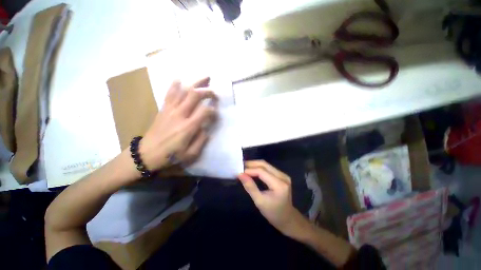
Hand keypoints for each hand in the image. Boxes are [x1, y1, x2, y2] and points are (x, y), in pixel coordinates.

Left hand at [139, 77, 217, 170]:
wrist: (146, 154)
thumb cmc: (170, 156)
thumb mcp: (190, 154)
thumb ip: (201, 141)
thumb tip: (206, 129)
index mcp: (188, 127)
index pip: (205, 111)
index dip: (213, 110)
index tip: (216, 113)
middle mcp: (180, 114)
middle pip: (194, 95)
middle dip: (207, 91)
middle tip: (214, 92)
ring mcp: (170, 110)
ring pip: (183, 90)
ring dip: (195, 83)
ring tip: (204, 78)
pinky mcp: (164, 109)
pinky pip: (170, 93)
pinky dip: (175, 85)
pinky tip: (180, 79)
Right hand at [238, 160, 302, 234]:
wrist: (288, 219)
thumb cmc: (273, 213)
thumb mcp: (259, 201)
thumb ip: (250, 187)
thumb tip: (240, 174)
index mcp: (279, 184)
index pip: (262, 171)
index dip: (250, 170)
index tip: (239, 171)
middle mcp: (283, 176)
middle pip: (265, 164)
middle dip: (251, 164)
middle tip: (240, 166)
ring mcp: (283, 175)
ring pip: (266, 165)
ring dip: (255, 165)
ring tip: (244, 167)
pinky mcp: (282, 175)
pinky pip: (268, 168)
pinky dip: (259, 168)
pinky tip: (252, 170)